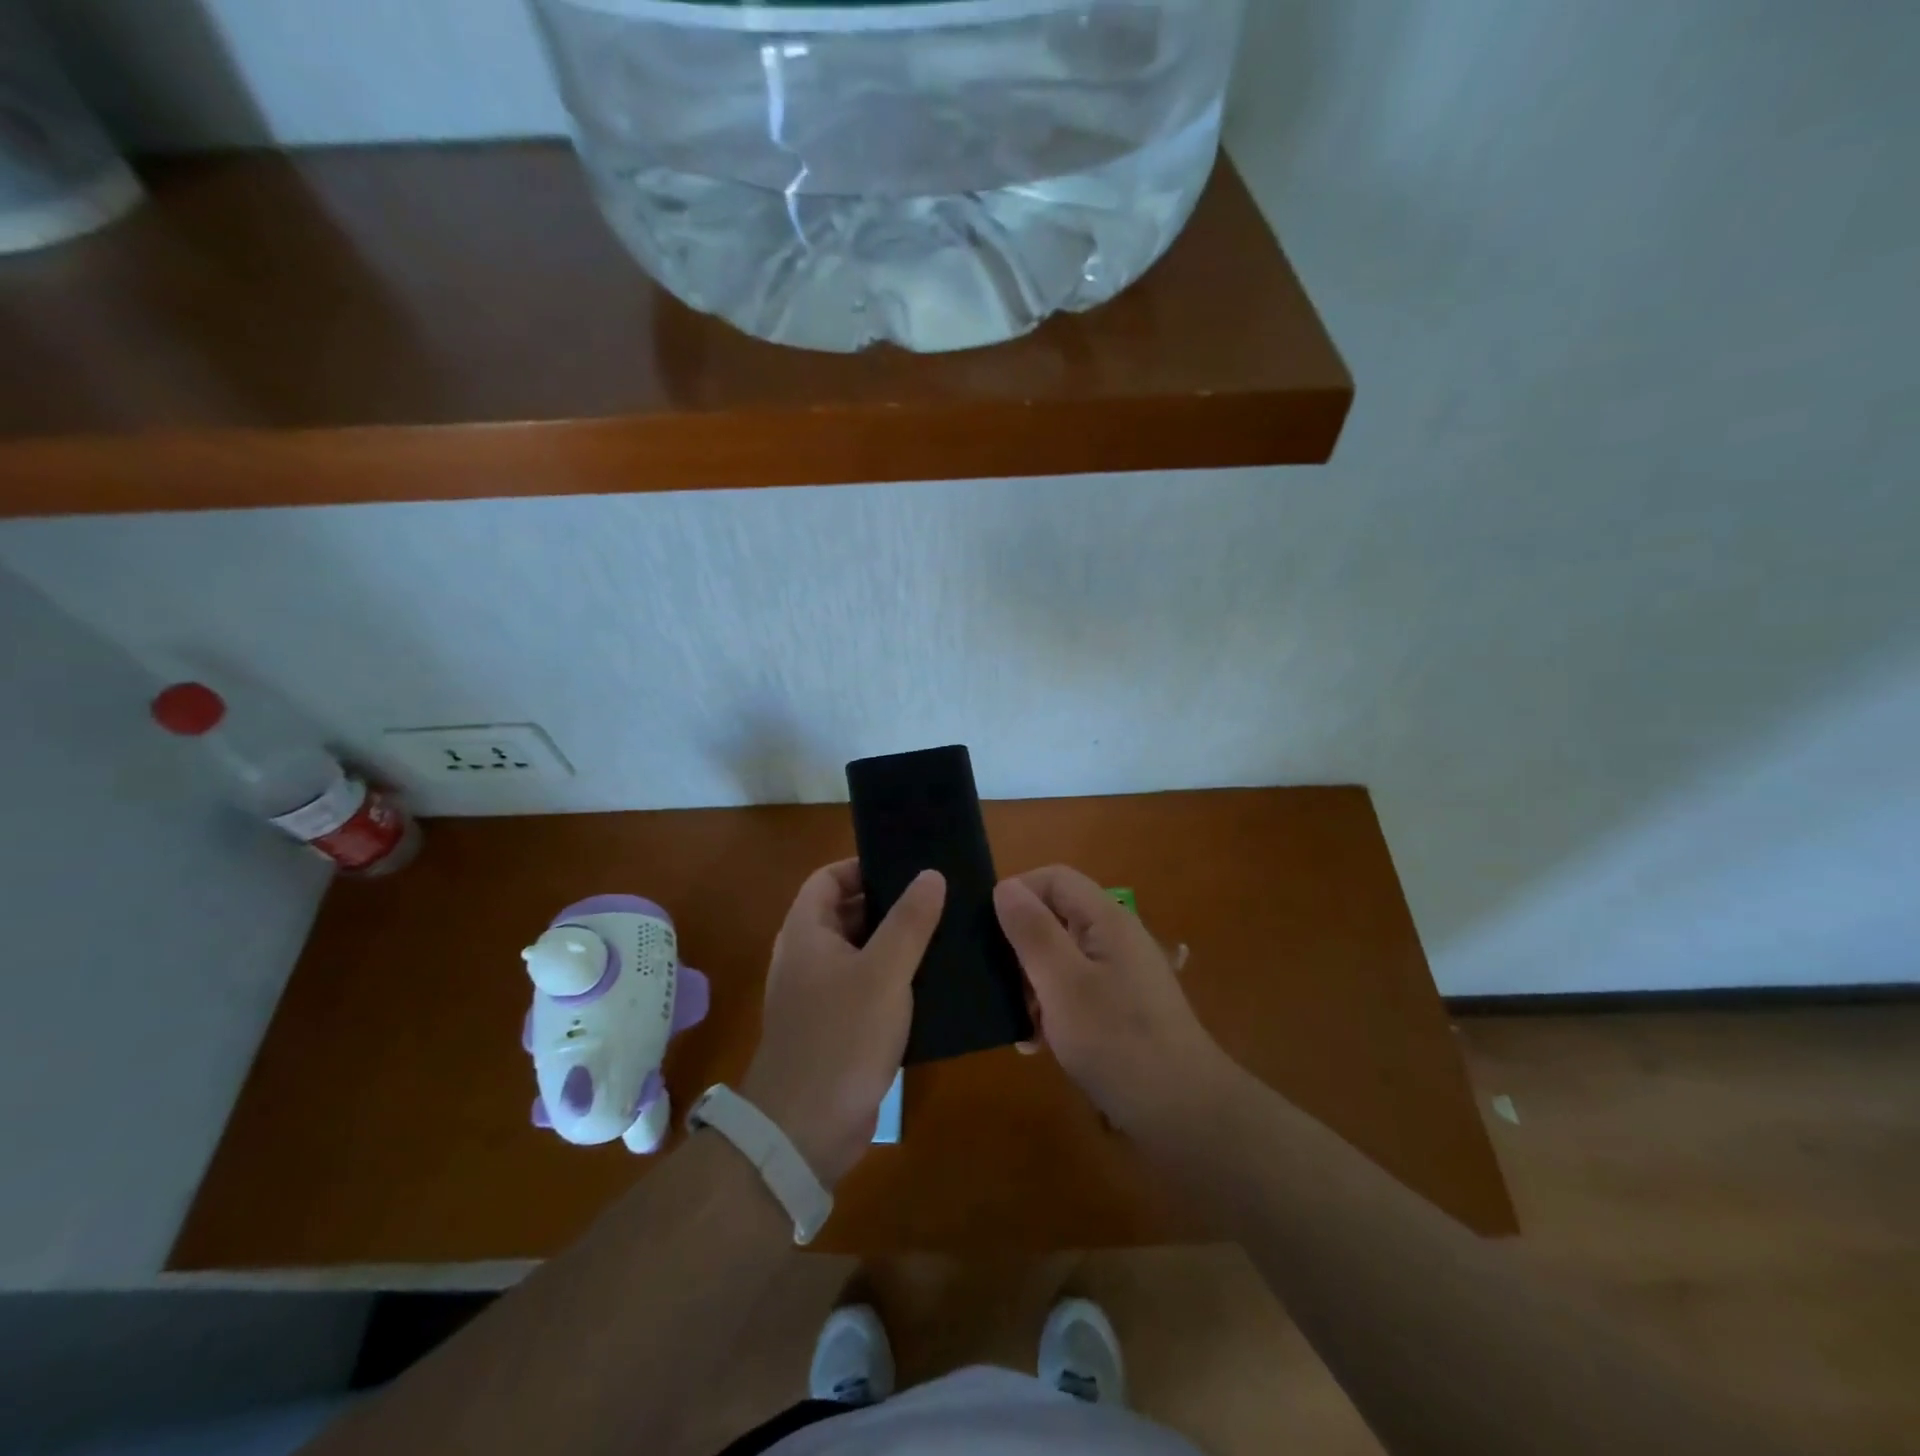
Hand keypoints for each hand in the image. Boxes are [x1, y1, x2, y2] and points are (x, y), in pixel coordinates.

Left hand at [741, 861, 944, 1187]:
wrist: (806, 1130)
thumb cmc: (842, 1037)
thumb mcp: (884, 972)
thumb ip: (909, 921)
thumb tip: (931, 874)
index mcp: (807, 932)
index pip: (829, 878)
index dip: (864, 867)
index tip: (909, 868)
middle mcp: (808, 957)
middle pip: (848, 913)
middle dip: (890, 905)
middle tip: (939, 899)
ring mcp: (820, 995)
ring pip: (862, 952)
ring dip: (897, 944)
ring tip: (946, 934)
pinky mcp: (837, 1027)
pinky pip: (867, 987)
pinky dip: (894, 979)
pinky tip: (934, 982)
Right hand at [994, 865, 1234, 1134]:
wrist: (1184, 1114)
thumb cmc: (1117, 1042)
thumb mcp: (1062, 983)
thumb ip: (1033, 931)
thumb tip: (1005, 887)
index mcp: (1106, 919)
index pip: (1054, 878)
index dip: (1018, 893)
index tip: (988, 932)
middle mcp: (1116, 937)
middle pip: (1056, 917)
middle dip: (1022, 946)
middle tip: (999, 985)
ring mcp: (1122, 973)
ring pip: (1061, 957)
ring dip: (1033, 983)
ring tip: (1020, 1023)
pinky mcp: (1122, 1006)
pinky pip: (1076, 989)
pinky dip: (1053, 1008)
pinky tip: (1039, 1043)